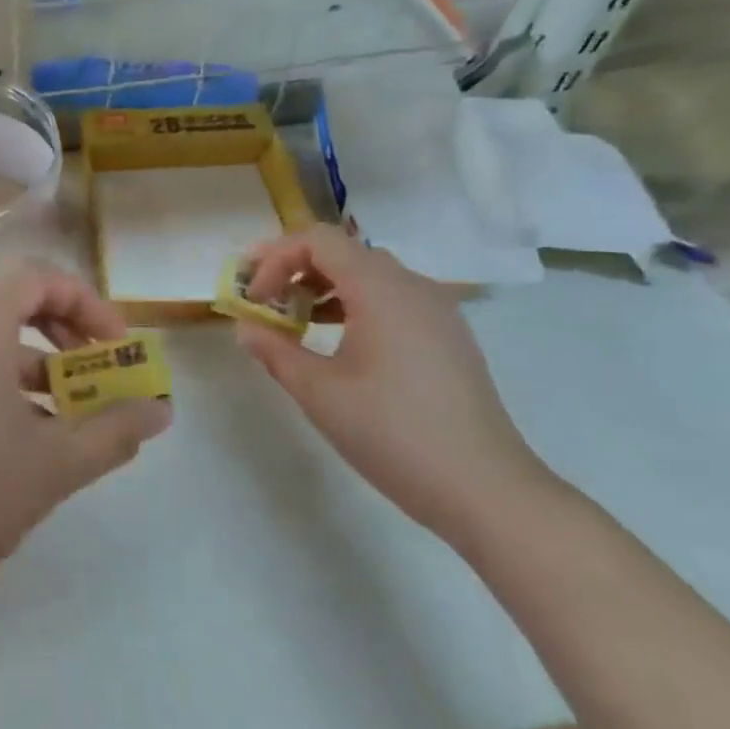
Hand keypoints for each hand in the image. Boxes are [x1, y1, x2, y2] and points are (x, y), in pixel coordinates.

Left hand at [0, 266, 172, 628]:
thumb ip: (112, 430)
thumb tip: (161, 412)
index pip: (40, 278)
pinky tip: (14, 444)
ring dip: (31, 373)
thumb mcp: (51, 465)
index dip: (88, 305)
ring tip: (65, 424)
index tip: (117, 351)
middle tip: (96, 384)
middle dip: (64, 342)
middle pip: (11, 307)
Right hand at [237, 226, 553, 542]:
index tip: (253, 297)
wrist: (484, 488)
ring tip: (297, 324)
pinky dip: (355, 306)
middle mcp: (412, 286)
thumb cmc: (392, 433)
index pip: (317, 240)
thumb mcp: (318, 392)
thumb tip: (246, 326)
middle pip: (344, 252)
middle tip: (265, 303)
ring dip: (325, 288)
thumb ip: (275, 350)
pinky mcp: (448, 336)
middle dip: (296, 270)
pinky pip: (393, 299)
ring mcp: (437, 310)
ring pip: (370, 275)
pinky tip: (340, 345)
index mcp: (380, 288)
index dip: (275, 258)